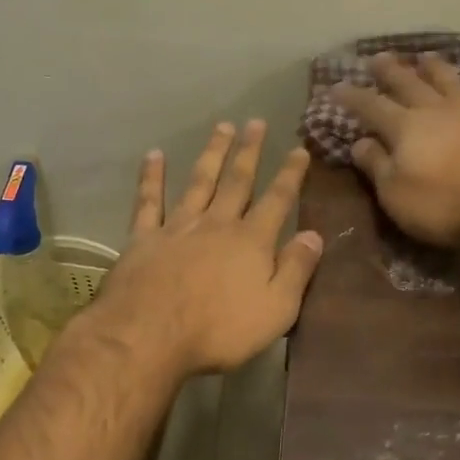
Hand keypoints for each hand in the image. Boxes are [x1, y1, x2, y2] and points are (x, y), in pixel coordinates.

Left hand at [89, 120, 323, 377]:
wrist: (149, 336)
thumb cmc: (219, 330)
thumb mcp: (276, 309)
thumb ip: (296, 269)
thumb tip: (315, 235)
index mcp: (251, 241)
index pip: (277, 200)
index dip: (290, 174)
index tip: (299, 149)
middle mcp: (217, 224)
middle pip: (237, 181)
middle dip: (249, 151)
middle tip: (256, 122)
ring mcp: (178, 227)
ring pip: (199, 181)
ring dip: (212, 153)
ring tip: (222, 127)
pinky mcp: (144, 238)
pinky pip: (149, 201)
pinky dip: (152, 177)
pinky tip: (154, 155)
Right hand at [333, 53, 459, 246]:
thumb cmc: (445, 203)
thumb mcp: (396, 194)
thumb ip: (376, 165)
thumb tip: (358, 142)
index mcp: (405, 128)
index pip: (371, 107)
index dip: (353, 97)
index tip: (337, 86)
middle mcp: (436, 111)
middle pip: (409, 85)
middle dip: (391, 72)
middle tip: (379, 57)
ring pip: (450, 83)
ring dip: (436, 69)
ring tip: (425, 57)